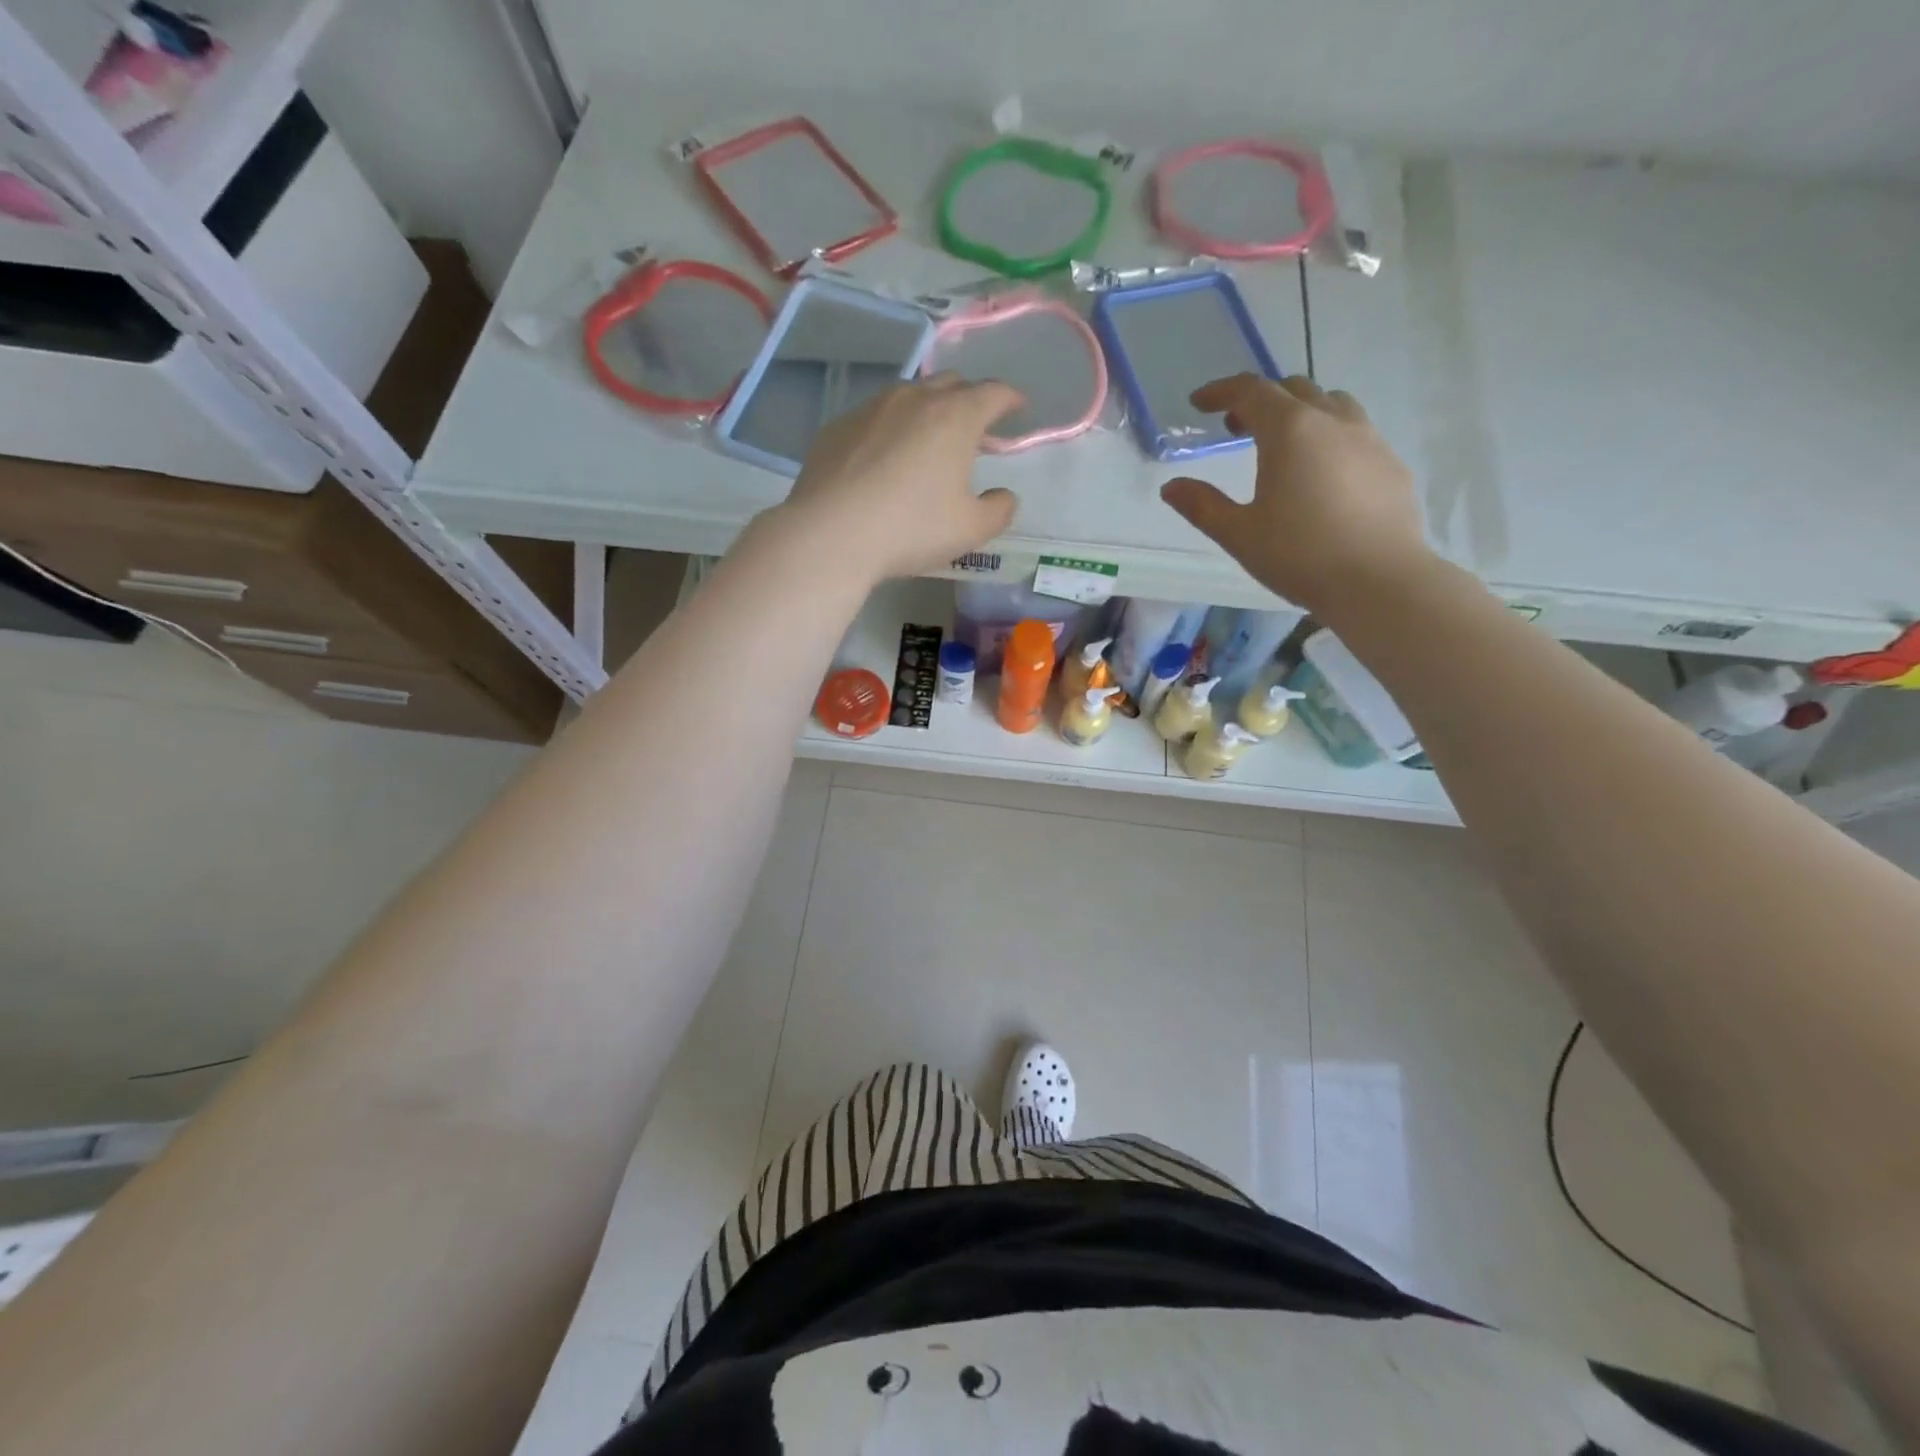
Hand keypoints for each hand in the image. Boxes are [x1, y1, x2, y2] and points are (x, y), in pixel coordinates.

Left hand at [780, 376, 1022, 580]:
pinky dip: (890, 430)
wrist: (831, 534)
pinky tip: (884, 460)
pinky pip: (874, 418)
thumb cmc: (911, 529)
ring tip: (928, 441)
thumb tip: (1004, 496)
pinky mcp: (838, 426)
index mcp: (955, 417)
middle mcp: (914, 399)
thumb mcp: (970, 530)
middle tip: (975, 429)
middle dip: (969, 400)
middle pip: (951, 383)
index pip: (993, 392)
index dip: (1011, 398)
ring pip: (909, 396)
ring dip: (927, 411)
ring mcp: (871, 408)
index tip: (1018, 407)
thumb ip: (999, 510)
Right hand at [1160, 375, 1433, 614]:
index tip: (1199, 402)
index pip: (1250, 391)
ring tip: (1283, 444)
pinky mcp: (1391, 463)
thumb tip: (1171, 487)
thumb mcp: (1239, 534)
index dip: (1220, 391)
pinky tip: (1322, 474)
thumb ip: (1202, 506)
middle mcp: (1332, 421)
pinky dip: (1329, 437)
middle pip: (1293, 389)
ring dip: (1300, 412)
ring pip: (1331, 404)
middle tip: (1236, 426)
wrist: (1379, 581)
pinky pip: (1356, 433)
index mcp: (1290, 431)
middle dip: (1259, 400)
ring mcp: (1369, 439)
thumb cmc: (1300, 555)